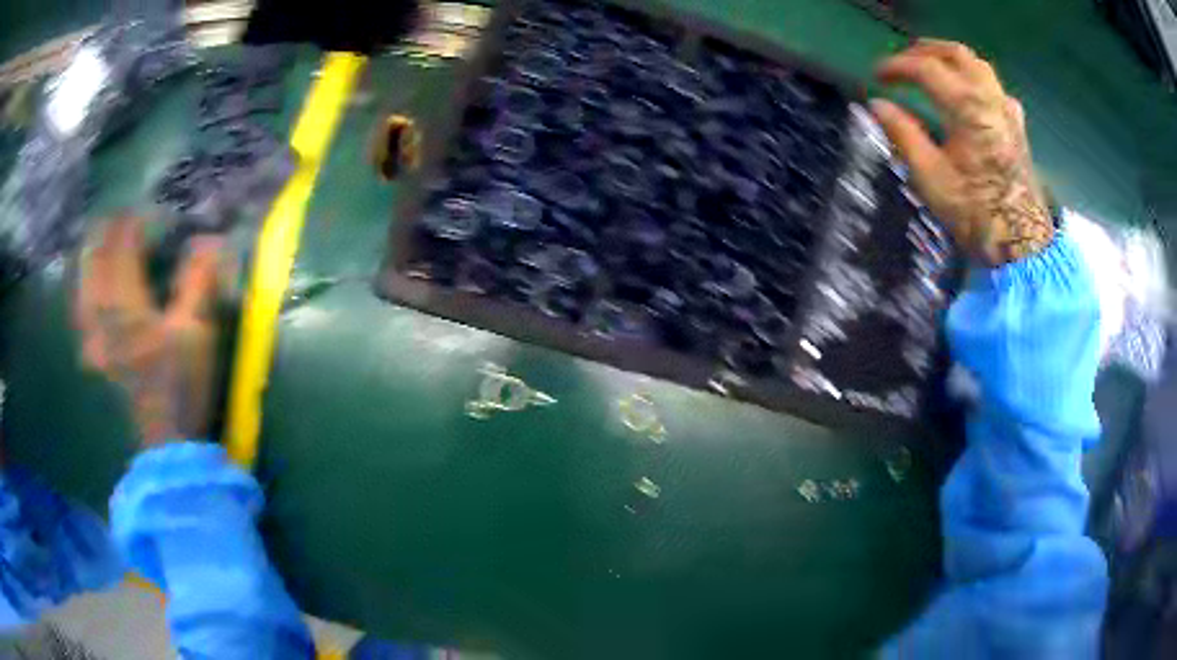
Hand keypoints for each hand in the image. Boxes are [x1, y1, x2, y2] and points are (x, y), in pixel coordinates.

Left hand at [76, 216, 223, 447]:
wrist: (166, 441)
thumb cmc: (181, 386)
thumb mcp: (197, 332)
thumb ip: (198, 282)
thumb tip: (208, 238)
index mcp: (127, 304)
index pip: (124, 246)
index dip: (137, 222)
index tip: (154, 213)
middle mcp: (103, 314)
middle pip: (96, 259)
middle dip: (108, 231)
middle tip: (121, 216)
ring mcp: (94, 335)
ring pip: (83, 282)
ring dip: (90, 255)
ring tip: (98, 238)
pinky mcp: (95, 352)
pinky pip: (81, 310)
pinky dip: (82, 288)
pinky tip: (86, 285)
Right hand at [871, 40, 1052, 266]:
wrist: (1022, 245)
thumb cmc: (976, 215)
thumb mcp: (932, 178)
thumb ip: (903, 134)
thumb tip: (877, 104)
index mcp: (968, 109)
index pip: (926, 68)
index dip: (897, 66)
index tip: (877, 76)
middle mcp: (990, 99)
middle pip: (955, 54)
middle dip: (924, 51)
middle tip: (903, 63)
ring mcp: (1007, 111)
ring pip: (978, 65)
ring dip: (950, 59)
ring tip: (931, 68)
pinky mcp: (1017, 126)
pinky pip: (995, 87)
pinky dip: (974, 79)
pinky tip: (968, 94)